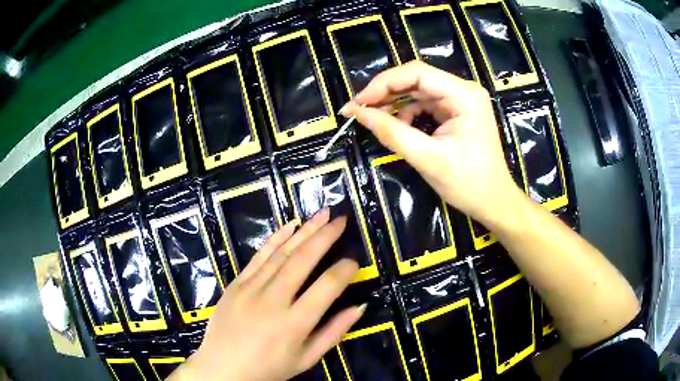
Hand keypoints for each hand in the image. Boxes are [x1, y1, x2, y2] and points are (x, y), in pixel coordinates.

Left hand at [169, 209, 363, 380]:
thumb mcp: (306, 358)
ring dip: (304, 230)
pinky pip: (259, 256)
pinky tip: (290, 224)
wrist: (223, 369)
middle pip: (303, 260)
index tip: (354, 262)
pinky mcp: (236, 284)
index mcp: (294, 324)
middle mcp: (273, 301)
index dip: (344, 270)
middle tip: (341, 219)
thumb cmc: (269, 368)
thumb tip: (360, 307)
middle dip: (325, 236)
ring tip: (323, 214)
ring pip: (281, 253)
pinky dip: (276, 238)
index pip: (327, 287)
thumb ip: (334, 332)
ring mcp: (250, 289)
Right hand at [341, 61, 523, 224]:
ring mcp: (460, 100)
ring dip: (393, 102)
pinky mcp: (456, 111)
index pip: (416, 73)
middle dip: (385, 92)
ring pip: (418, 90)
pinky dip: (406, 112)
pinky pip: (425, 103)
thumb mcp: (427, 158)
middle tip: (358, 109)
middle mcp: (463, 90)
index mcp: (463, 95)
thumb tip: (357, 113)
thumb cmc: (468, 183)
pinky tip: (396, 126)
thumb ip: (392, 132)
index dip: (382, 84)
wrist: (493, 201)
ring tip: (371, 117)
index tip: (357, 103)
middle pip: (416, 78)